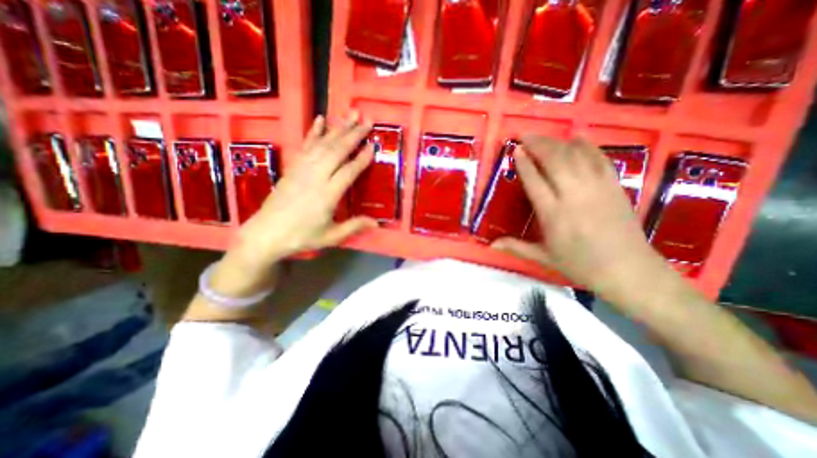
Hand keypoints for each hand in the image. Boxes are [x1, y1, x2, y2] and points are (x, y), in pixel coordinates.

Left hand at [212, 111, 377, 294]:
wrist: (265, 233)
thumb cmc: (301, 237)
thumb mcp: (330, 236)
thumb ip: (354, 227)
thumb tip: (377, 223)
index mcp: (327, 195)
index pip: (348, 171)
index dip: (362, 158)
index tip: (373, 145)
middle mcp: (315, 177)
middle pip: (337, 151)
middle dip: (353, 134)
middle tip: (367, 120)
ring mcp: (302, 170)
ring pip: (323, 144)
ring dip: (338, 128)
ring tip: (351, 115)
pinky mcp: (292, 167)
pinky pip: (305, 145)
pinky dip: (313, 131)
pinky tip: (321, 120)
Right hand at [494, 136, 672, 299]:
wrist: (628, 271)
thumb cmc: (580, 265)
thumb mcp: (543, 257)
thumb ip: (515, 247)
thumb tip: (490, 244)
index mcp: (553, 214)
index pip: (535, 180)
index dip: (524, 163)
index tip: (515, 149)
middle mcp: (573, 196)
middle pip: (554, 161)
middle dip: (538, 144)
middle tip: (525, 135)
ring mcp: (597, 188)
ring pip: (575, 156)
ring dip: (558, 142)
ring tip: (544, 136)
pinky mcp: (614, 186)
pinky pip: (600, 159)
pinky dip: (587, 146)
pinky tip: (577, 138)